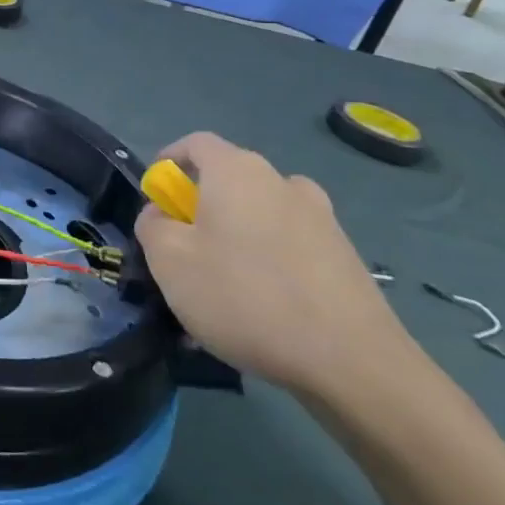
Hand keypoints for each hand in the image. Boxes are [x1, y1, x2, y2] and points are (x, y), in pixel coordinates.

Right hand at [134, 132, 419, 399]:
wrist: (351, 361)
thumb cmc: (244, 297)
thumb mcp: (169, 262)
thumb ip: (153, 226)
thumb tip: (161, 214)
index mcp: (237, 171)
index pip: (196, 143)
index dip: (169, 161)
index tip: (155, 196)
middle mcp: (281, 181)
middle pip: (229, 180)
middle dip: (201, 207)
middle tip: (184, 250)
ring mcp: (320, 217)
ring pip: (261, 214)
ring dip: (237, 236)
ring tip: (224, 286)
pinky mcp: (344, 255)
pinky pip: (290, 245)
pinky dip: (269, 262)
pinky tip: (263, 309)